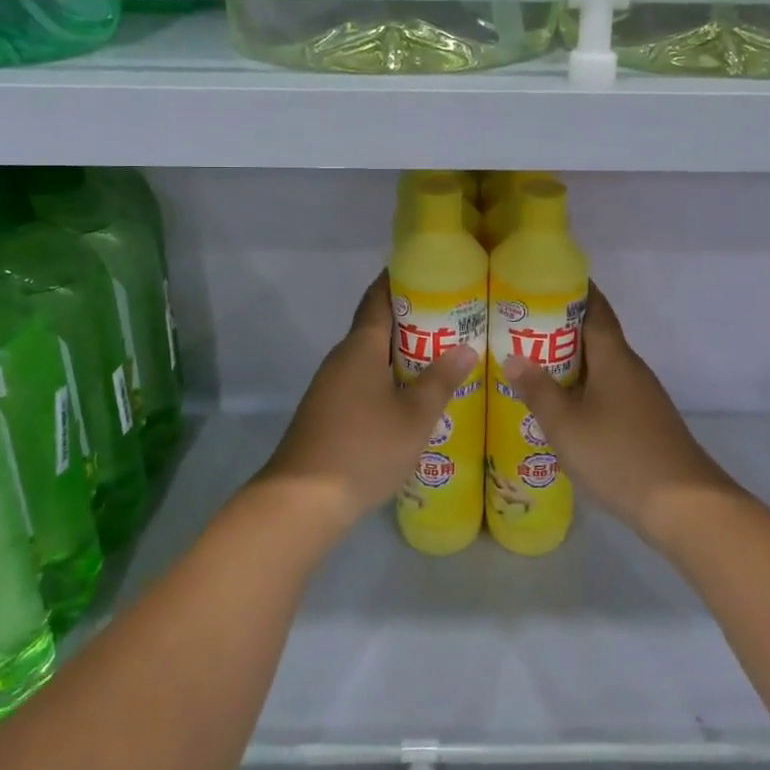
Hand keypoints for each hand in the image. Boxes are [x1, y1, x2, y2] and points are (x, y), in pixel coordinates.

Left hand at [258, 272, 477, 535]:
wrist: (302, 501)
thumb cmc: (364, 448)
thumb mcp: (414, 417)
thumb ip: (441, 380)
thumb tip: (466, 347)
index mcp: (360, 348)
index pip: (377, 298)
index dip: (398, 280)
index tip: (425, 269)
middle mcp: (341, 359)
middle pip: (375, 326)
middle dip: (410, 318)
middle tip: (450, 316)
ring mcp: (330, 387)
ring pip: (370, 357)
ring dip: (400, 352)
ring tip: (439, 355)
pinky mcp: (327, 412)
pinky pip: (362, 381)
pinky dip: (387, 377)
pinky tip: (410, 396)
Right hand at [503, 283, 737, 546]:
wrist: (684, 504)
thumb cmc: (618, 455)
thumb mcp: (566, 425)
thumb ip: (537, 390)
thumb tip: (512, 357)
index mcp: (614, 357)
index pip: (596, 308)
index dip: (575, 290)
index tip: (546, 279)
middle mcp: (631, 368)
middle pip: (597, 335)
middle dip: (563, 327)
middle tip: (522, 326)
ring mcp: (642, 396)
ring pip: (603, 366)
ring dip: (573, 361)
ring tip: (534, 365)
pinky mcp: (646, 421)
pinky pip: (609, 390)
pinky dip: (585, 387)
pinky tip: (565, 407)